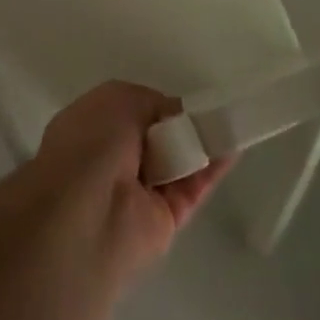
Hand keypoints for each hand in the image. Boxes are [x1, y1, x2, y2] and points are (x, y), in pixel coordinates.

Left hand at [34, 81, 233, 278]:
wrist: (85, 216)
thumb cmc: (91, 143)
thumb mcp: (120, 99)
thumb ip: (153, 104)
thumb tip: (177, 116)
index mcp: (92, 127)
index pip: (132, 111)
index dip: (158, 105)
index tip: (185, 100)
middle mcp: (112, 159)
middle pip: (158, 137)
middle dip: (182, 124)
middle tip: (214, 110)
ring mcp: (139, 192)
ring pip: (178, 161)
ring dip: (203, 143)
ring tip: (234, 121)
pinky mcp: (165, 219)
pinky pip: (193, 187)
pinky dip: (214, 167)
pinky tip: (235, 145)